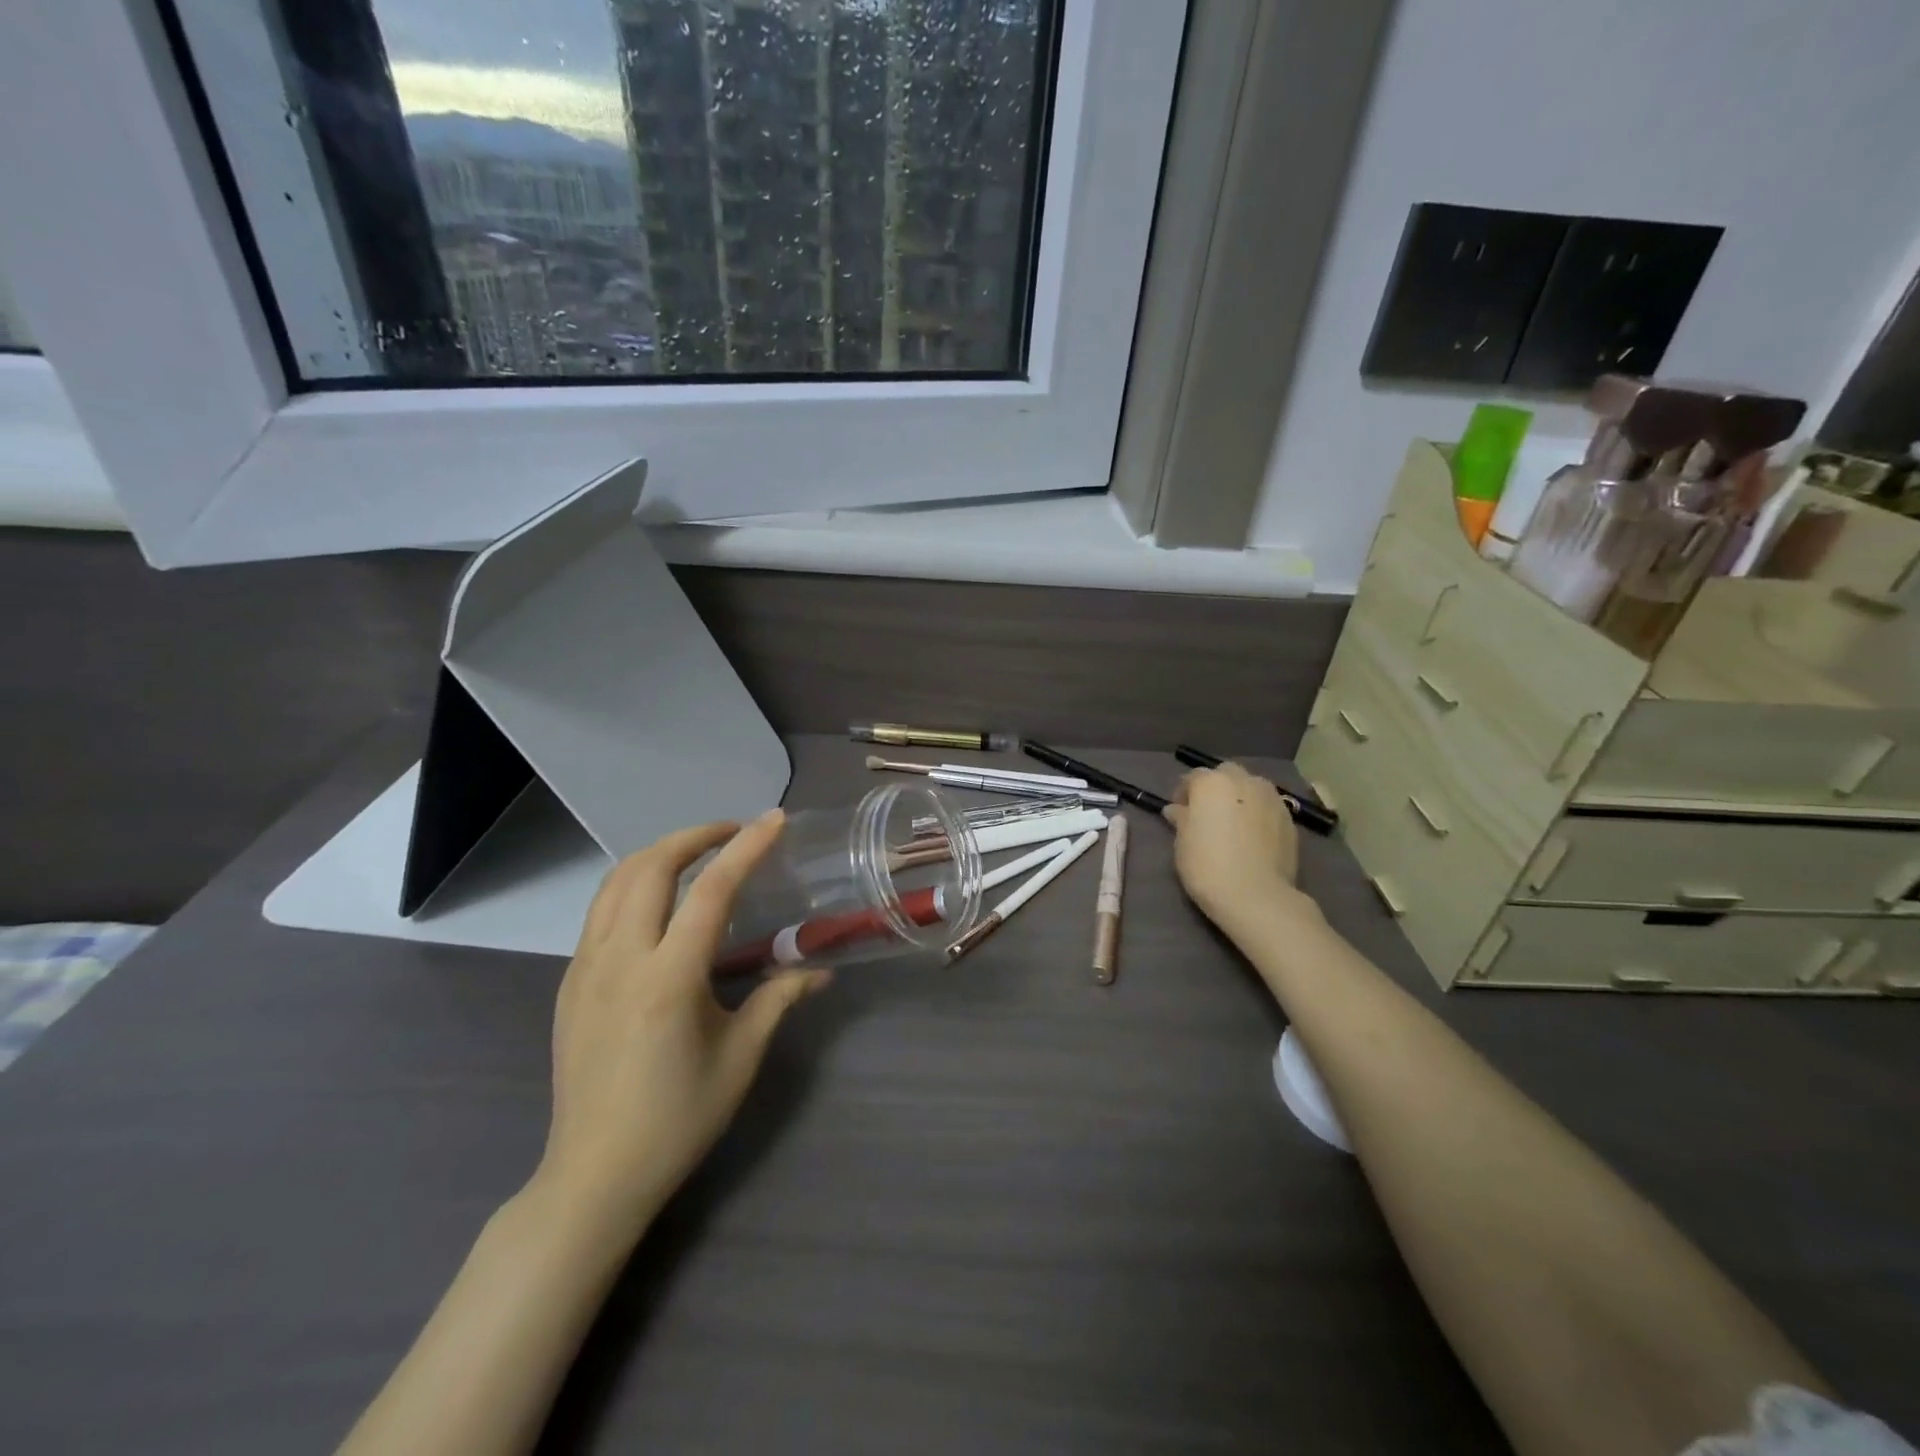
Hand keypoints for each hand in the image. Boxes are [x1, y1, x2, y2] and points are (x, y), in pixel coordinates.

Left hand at [530, 810, 828, 1245]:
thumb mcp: (740, 1057)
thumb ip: (779, 999)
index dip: (746, 848)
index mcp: (668, 979)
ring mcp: (585, 968)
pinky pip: (600, 910)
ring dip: (659, 854)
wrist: (594, 1174)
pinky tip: (661, 902)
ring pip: (616, 881)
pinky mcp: (569, 982)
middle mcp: (620, 960)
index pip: (711, 891)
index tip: (774, 820)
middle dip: (694, 835)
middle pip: (650, 867)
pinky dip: (634, 883)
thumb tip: (821, 970)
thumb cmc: (678, 1119)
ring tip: (697, 854)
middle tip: (733, 832)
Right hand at [1163, 762, 1301, 928]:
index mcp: (1212, 783)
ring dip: (1240, 797)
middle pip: (1226, 774)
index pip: (1193, 777)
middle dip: (1216, 787)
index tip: (1180, 812)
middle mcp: (1244, 781)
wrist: (1257, 896)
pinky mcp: (1289, 818)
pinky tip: (1253, 836)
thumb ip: (1181, 819)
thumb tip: (1177, 809)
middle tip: (1208, 813)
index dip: (1184, 793)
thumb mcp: (1182, 843)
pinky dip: (1258, 814)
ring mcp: (1271, 798)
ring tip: (1234, 823)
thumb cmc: (1208, 866)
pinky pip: (1268, 807)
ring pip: (1251, 787)